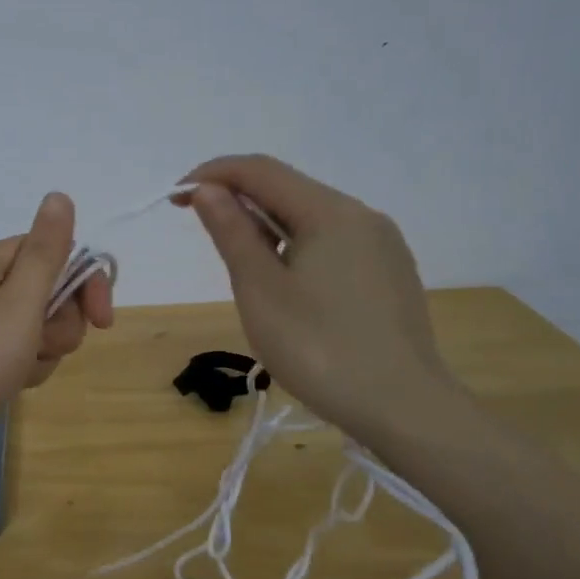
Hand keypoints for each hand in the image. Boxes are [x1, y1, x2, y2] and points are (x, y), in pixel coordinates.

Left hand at [0, 193, 113, 452]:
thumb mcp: (18, 306)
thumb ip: (45, 253)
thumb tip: (59, 195)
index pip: (56, 252)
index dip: (85, 284)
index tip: (102, 322)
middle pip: (49, 290)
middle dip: (60, 325)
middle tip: (42, 348)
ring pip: (38, 325)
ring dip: (43, 351)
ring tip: (20, 371)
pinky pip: (17, 349)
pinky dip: (23, 367)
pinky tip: (10, 384)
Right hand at [180, 154, 458, 442]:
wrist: (404, 408)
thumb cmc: (320, 349)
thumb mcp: (261, 290)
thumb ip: (233, 232)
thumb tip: (209, 190)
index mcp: (330, 212)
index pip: (260, 170)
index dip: (212, 175)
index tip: (176, 197)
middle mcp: (362, 216)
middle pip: (289, 190)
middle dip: (240, 201)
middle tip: (204, 233)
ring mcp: (382, 245)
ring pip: (312, 218)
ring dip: (268, 227)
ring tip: (244, 269)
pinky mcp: (390, 273)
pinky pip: (334, 243)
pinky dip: (298, 248)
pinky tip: (289, 287)